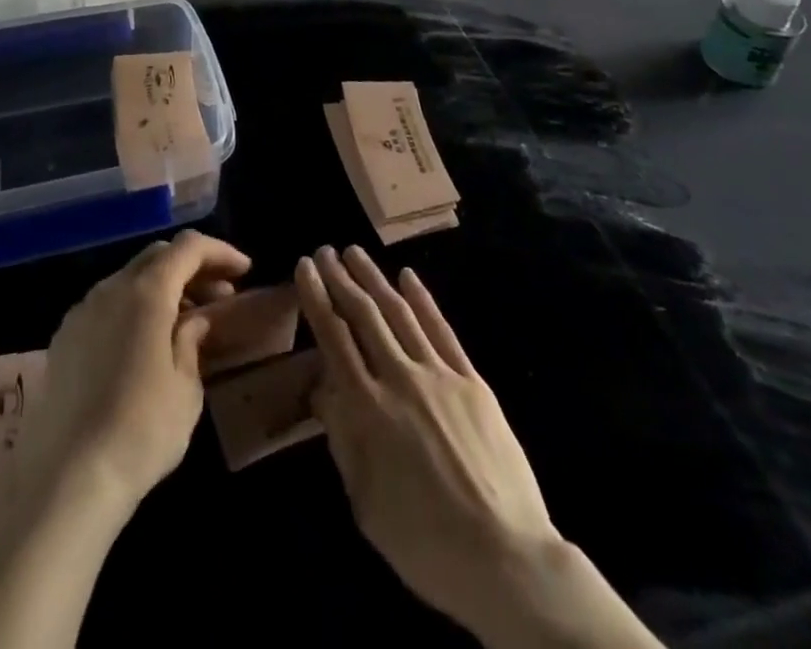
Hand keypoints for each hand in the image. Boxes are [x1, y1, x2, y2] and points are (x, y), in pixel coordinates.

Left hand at [16, 230, 249, 524]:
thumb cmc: (142, 431)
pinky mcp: (63, 338)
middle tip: (220, 295)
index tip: (245, 271)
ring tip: (185, 320)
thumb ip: (193, 339)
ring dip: (162, 287)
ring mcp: (82, 311)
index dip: (220, 252)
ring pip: (129, 278)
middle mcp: (110, 288)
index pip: (188, 247)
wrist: (69, 481)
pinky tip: (145, 343)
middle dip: (192, 267)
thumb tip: (195, 319)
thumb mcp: (186, 386)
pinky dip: (134, 308)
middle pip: (157, 256)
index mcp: (146, 292)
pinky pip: (106, 304)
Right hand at [295, 246, 661, 648]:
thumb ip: (343, 438)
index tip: (304, 268)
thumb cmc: (425, 542)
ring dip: (375, 279)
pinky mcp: (472, 382)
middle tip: (325, 251)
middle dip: (341, 279)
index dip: (317, 298)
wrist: (505, 559)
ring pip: (399, 313)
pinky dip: (423, 300)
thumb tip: (325, 389)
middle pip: (364, 316)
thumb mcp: (366, 502)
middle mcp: (400, 379)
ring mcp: (440, 375)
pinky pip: (442, 330)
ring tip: (356, 253)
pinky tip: (408, 277)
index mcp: (369, 409)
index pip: (334, 337)